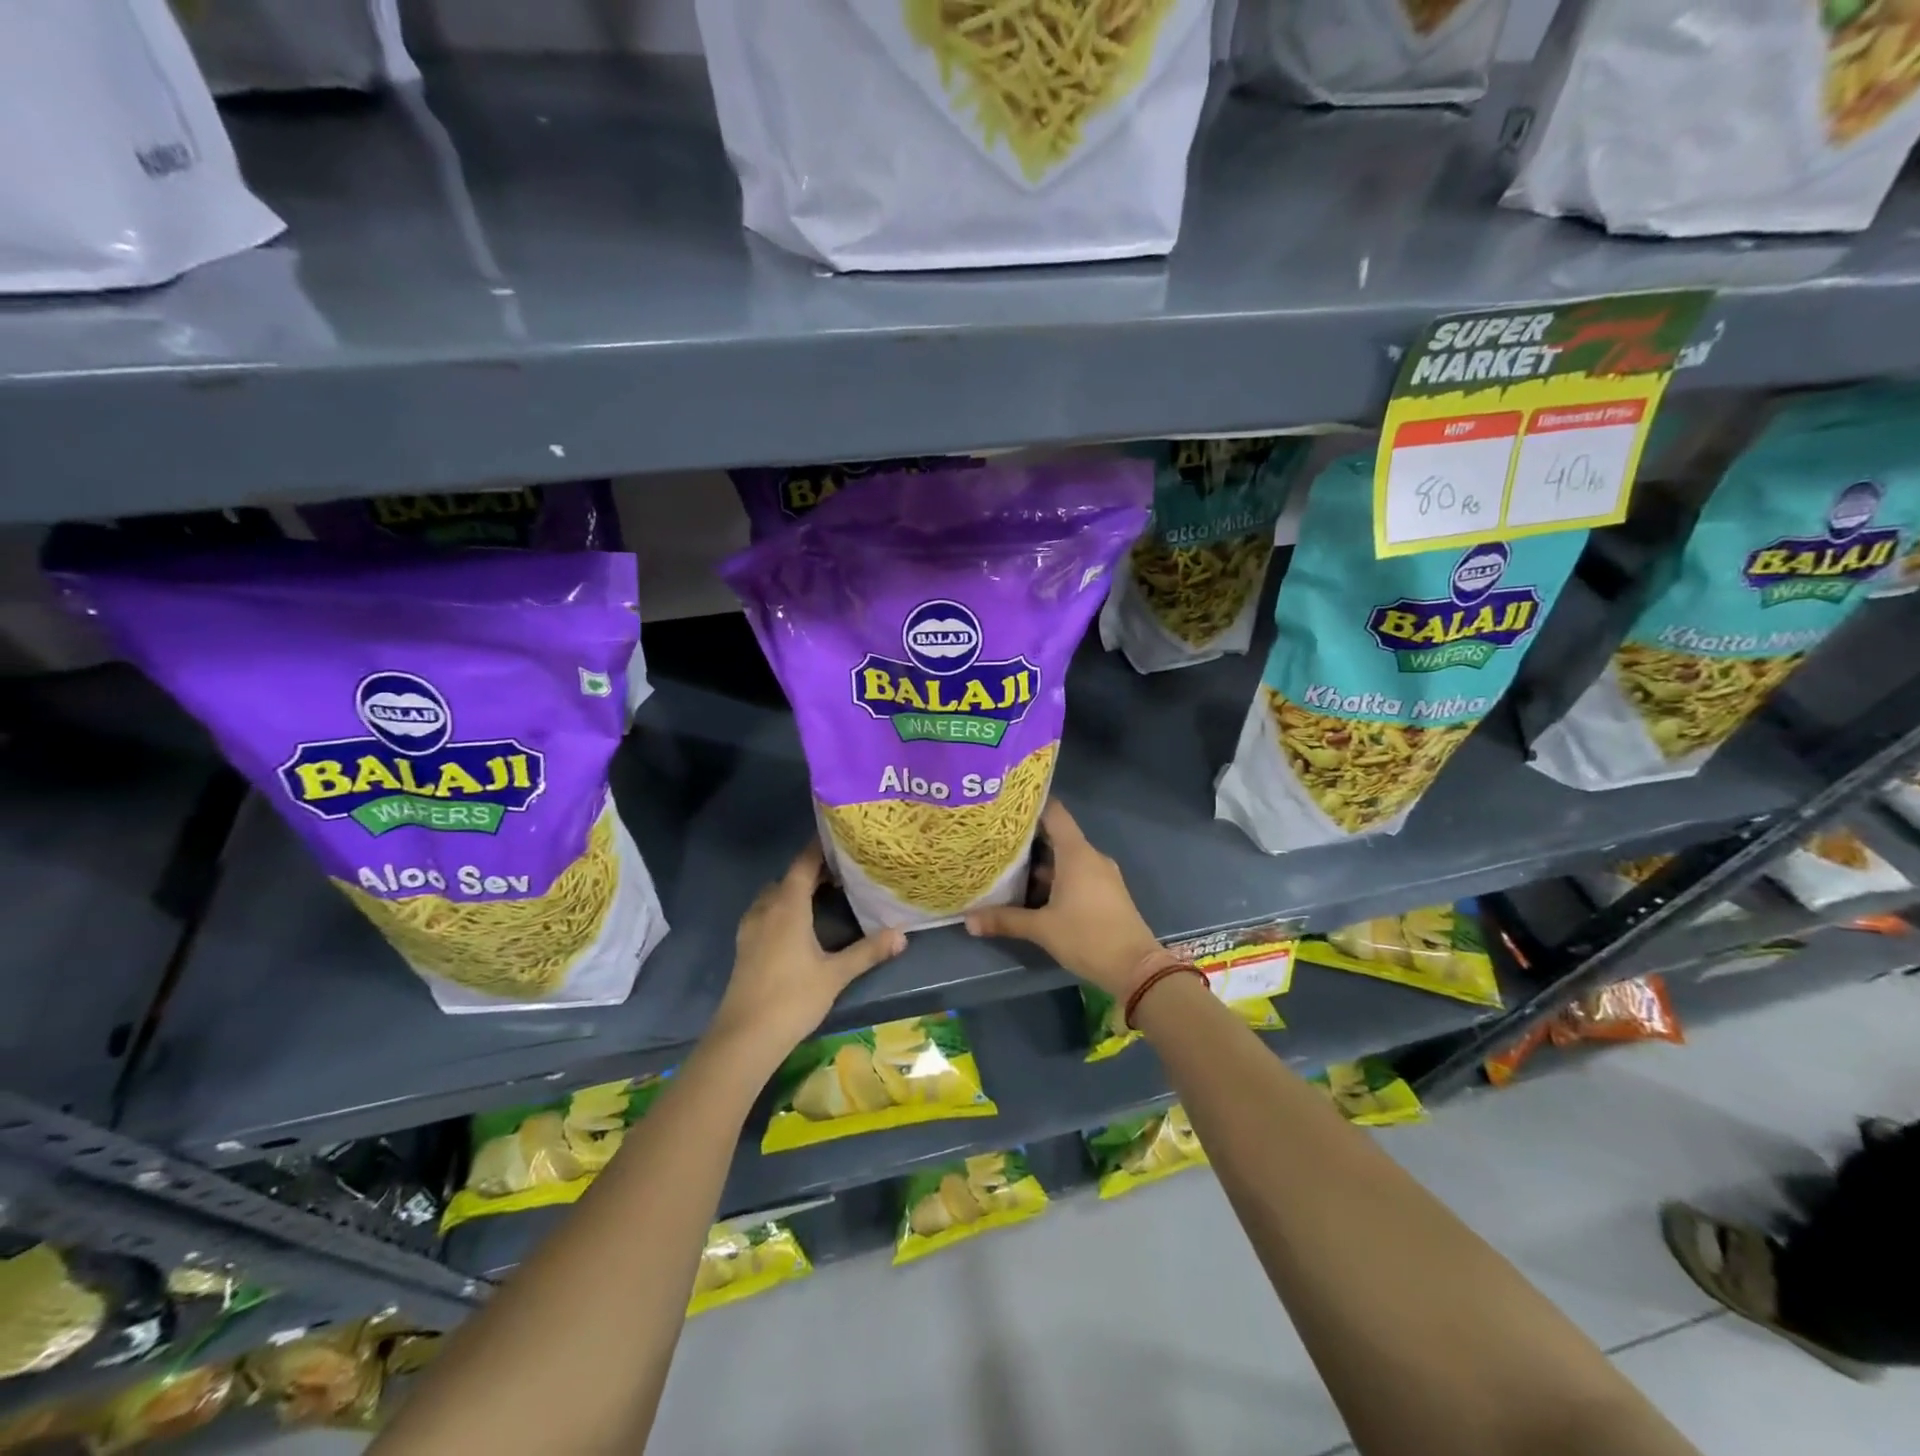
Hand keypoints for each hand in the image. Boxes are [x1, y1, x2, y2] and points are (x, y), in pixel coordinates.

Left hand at [711, 841, 905, 1057]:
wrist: (745, 1037)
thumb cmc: (792, 998)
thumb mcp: (836, 974)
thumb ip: (868, 951)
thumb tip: (903, 934)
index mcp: (787, 906)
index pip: (803, 864)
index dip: (820, 848)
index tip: (840, 837)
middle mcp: (766, 909)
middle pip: (788, 877)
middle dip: (812, 870)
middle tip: (842, 870)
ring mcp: (751, 928)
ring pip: (774, 895)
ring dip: (795, 889)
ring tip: (823, 894)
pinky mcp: (744, 946)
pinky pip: (765, 912)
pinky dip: (782, 907)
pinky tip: (799, 925)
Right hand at [964, 800, 1159, 996]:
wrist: (1135, 968)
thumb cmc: (1087, 937)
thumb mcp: (1042, 929)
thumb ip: (1005, 920)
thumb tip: (968, 921)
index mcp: (1077, 853)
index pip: (1054, 813)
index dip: (1032, 805)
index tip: (1006, 805)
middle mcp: (1091, 857)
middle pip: (1057, 836)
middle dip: (1028, 837)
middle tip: (996, 838)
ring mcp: (1101, 875)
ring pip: (1066, 858)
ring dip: (1041, 861)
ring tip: (1008, 863)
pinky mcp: (1106, 892)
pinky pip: (1077, 874)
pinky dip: (1056, 876)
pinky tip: (1033, 890)